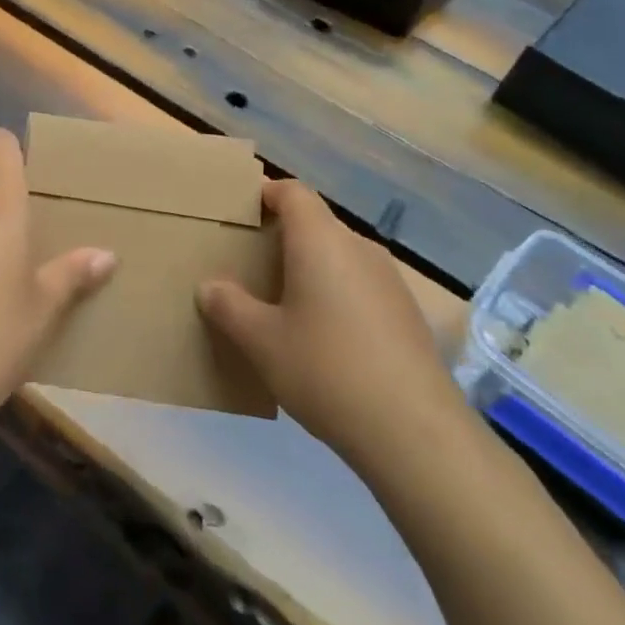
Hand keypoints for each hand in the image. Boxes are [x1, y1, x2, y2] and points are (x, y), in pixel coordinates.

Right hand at [197, 180, 467, 458]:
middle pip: (315, 224)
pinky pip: (359, 285)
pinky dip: (335, 295)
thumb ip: (229, 307)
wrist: (414, 432)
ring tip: (281, 306)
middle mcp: (358, 248)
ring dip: (309, 269)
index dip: (265, 194)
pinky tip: (322, 339)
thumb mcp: (261, 341)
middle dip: (281, 238)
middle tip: (249, 268)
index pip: (292, 192)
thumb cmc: (325, 369)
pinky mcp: (406, 313)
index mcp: (320, 240)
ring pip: (338, 257)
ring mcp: (389, 280)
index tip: (239, 215)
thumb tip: (210, 287)